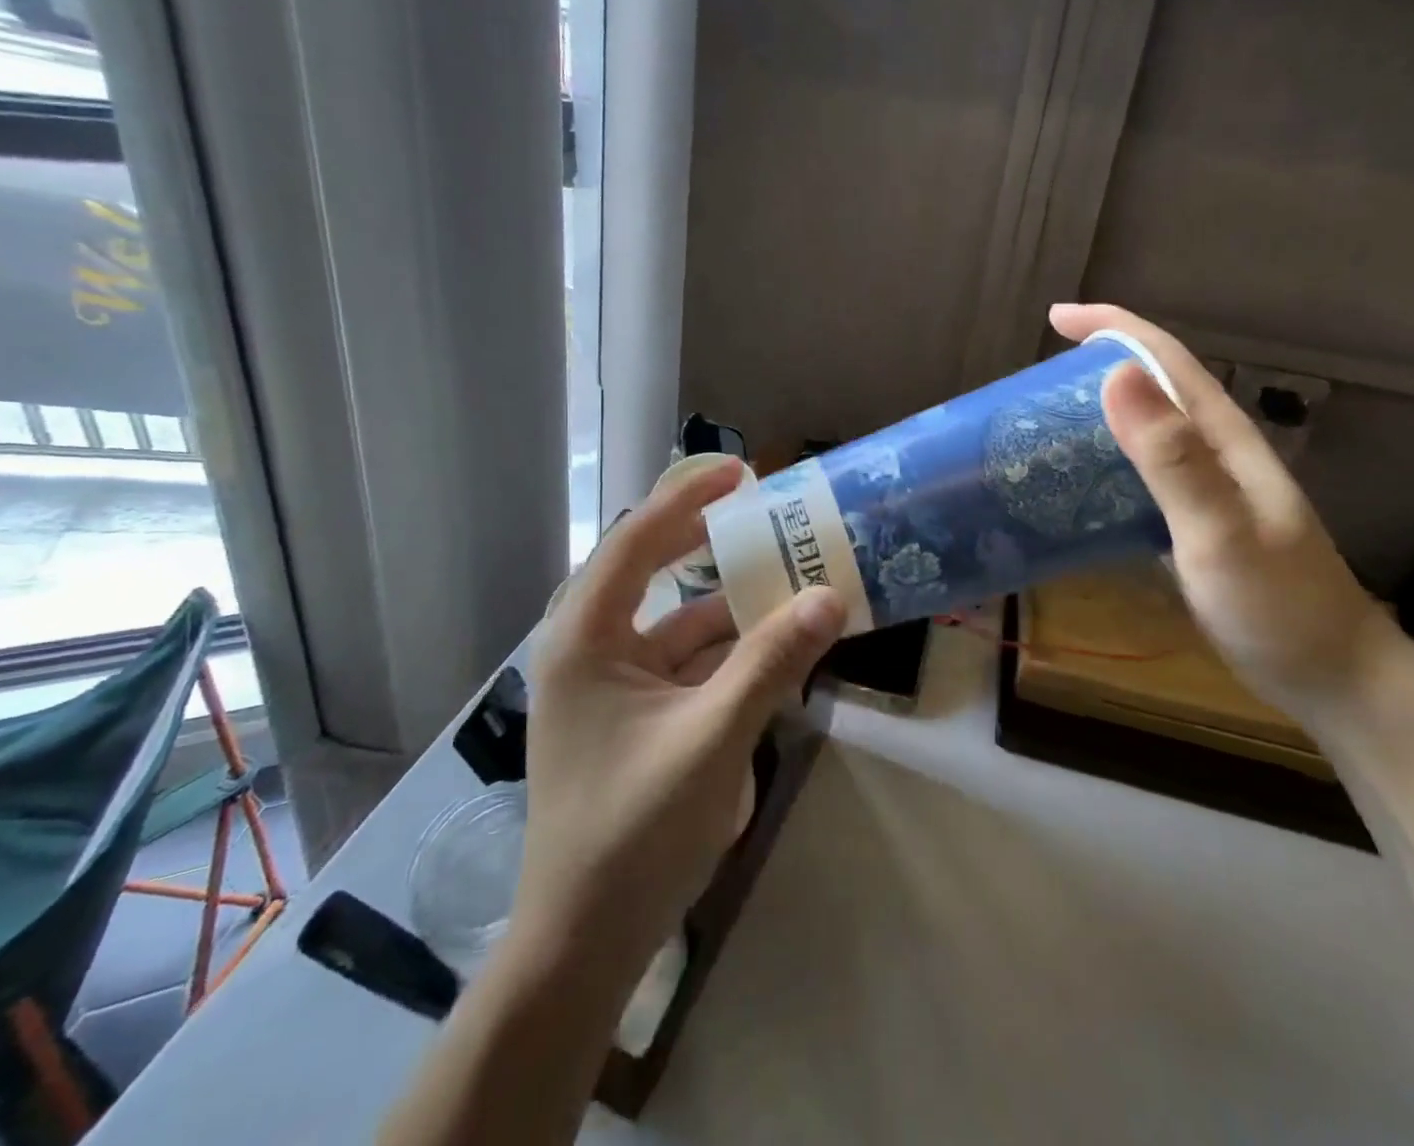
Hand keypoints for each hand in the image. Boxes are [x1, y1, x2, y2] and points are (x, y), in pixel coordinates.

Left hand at [511, 459, 844, 975]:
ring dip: (727, 599)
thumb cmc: (633, 833)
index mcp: (584, 637)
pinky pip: (683, 659)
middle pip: (650, 568)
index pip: (636, 540)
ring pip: (674, 618)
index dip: (688, 498)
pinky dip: (725, 646)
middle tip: (761, 507)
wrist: (582, 943)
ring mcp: (610, 681)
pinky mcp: (631, 712)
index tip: (740, 470)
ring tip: (785, 573)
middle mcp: (589, 646)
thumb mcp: (712, 739)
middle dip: (705, 537)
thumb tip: (831, 597)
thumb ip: (771, 663)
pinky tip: (772, 641)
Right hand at [1050, 303, 1413, 728]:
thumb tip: (1114, 376)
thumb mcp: (1220, 532)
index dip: (1112, 327)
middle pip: (1151, 387)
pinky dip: (1102, 466)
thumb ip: (1173, 459)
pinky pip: (1138, 476)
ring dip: (1094, 416)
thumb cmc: (1278, 606)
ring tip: (1038, 426)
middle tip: (1032, 382)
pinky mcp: (1192, 524)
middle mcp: (1213, 452)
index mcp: (1222, 437)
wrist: (1331, 677)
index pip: (1165, 359)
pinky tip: (1072, 486)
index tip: (1057, 317)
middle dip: (1094, 367)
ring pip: (1142, 432)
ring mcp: (1205, 489)